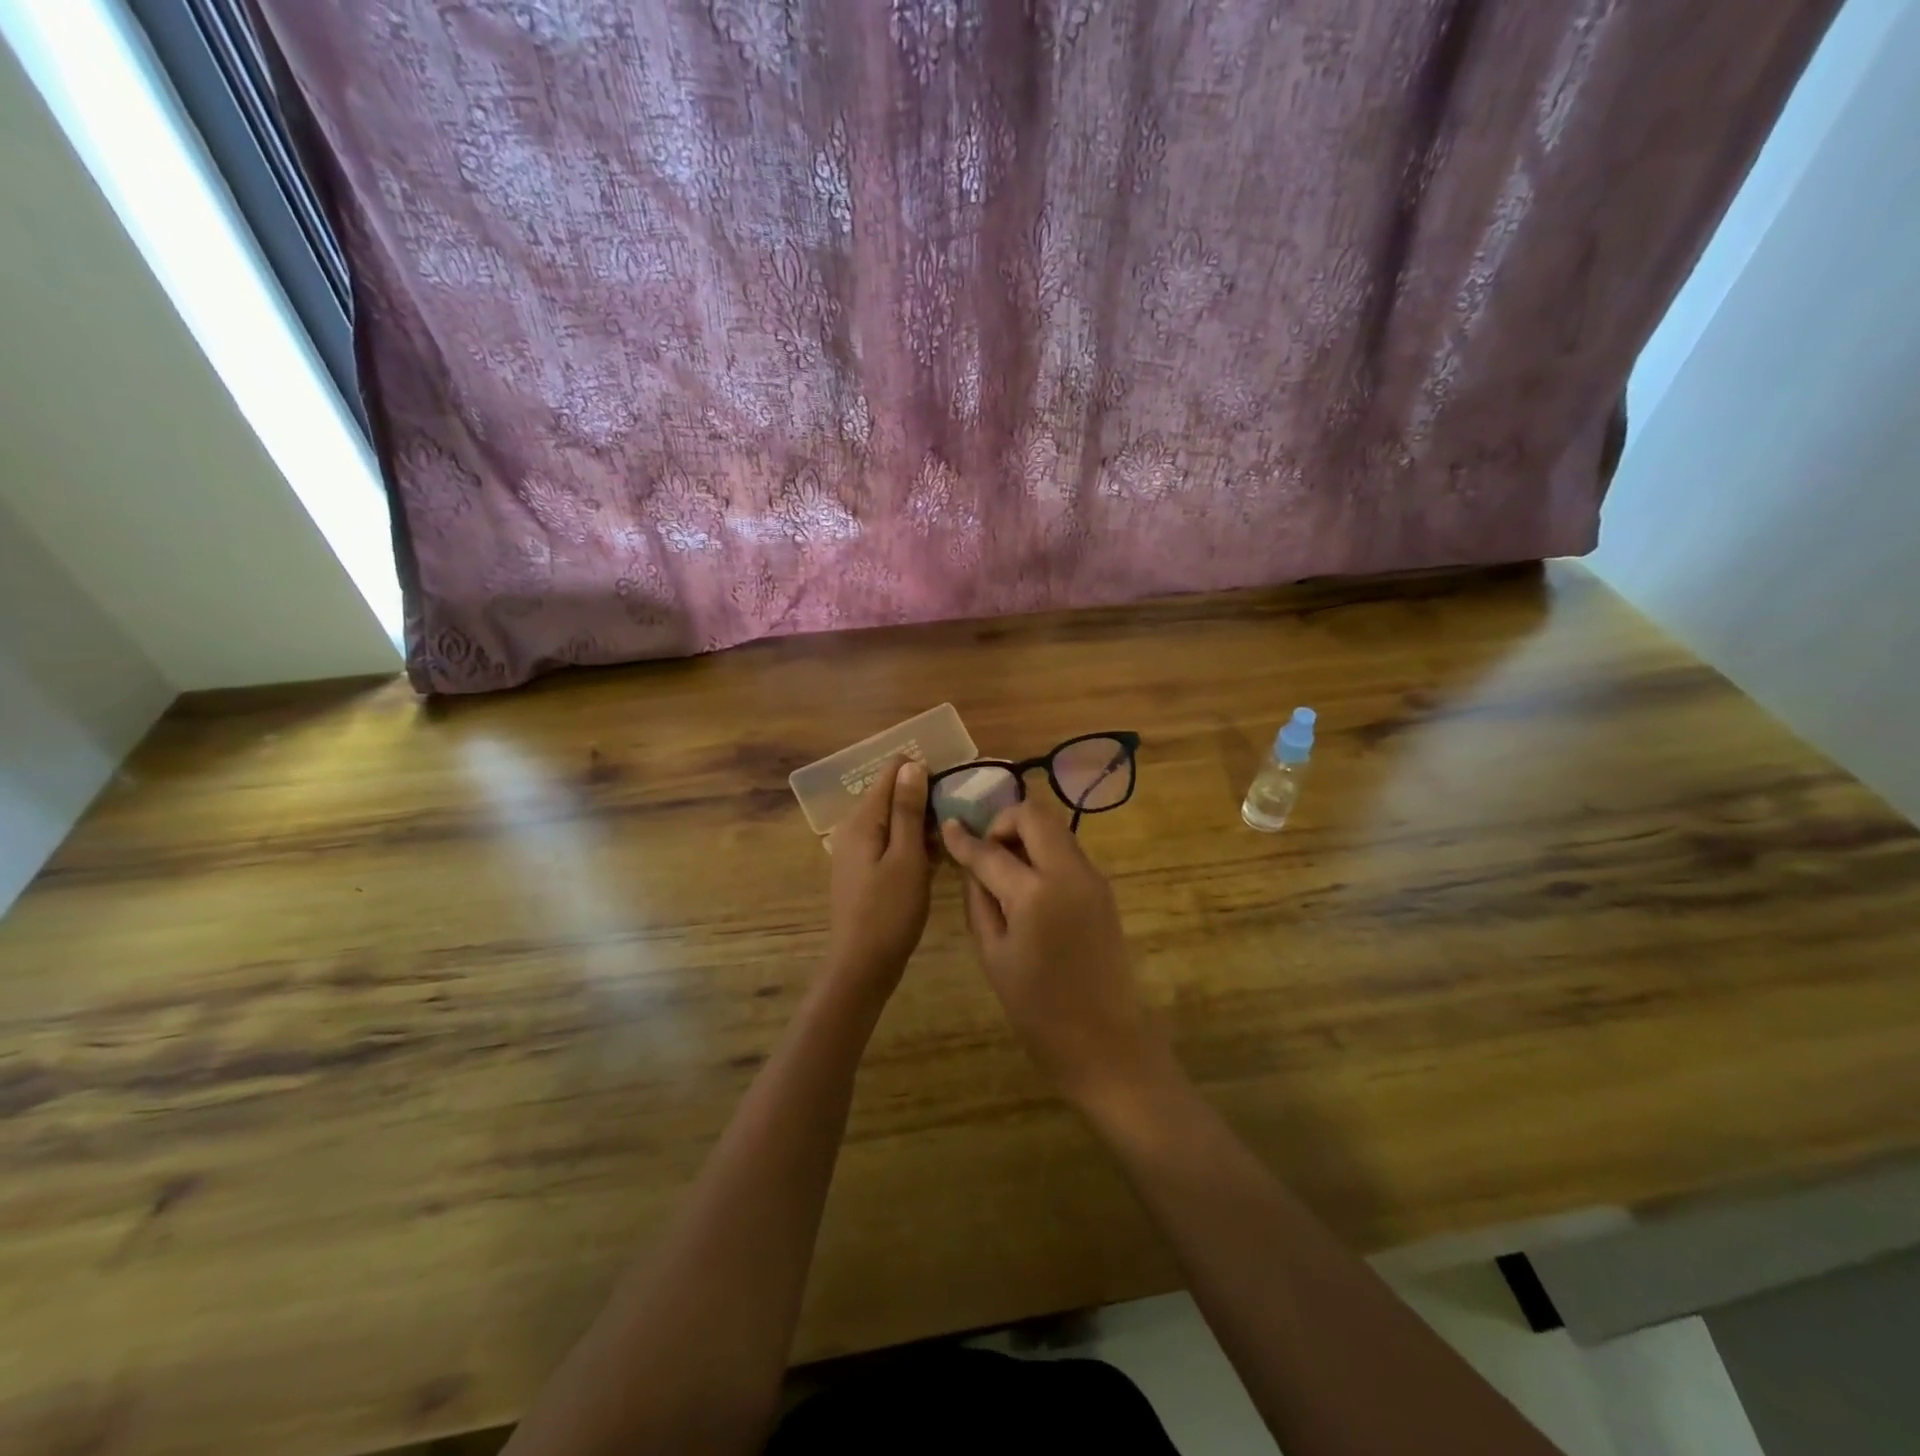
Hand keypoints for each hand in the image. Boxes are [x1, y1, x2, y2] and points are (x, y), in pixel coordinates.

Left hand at [826, 756, 932, 995]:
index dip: (922, 772)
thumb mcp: (906, 857)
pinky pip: (892, 843)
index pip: (891, 773)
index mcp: (862, 820)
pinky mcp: (866, 870)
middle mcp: (854, 828)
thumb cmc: (889, 911)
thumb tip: (912, 764)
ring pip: (895, 821)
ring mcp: (858, 851)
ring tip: (956, 835)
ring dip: (923, 824)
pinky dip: (914, 844)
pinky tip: (938, 857)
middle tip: (961, 814)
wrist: (863, 966)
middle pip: (892, 796)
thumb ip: (908, 810)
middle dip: (925, 799)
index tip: (953, 786)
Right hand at [940, 797, 1173, 1109]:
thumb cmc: (1037, 1009)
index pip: (991, 850)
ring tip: (1004, 868)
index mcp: (1035, 893)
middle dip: (1004, 821)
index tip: (949, 825)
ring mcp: (1092, 878)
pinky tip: (1028, 884)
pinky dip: (1044, 853)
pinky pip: (1068, 852)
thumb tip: (972, 864)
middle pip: (1035, 814)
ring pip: (1056, 828)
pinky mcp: (1104, 889)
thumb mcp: (993, 954)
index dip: (965, 838)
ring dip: (1026, 835)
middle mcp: (1069, 873)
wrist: (1104, 1041)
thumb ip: (979, 899)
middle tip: (986, 849)